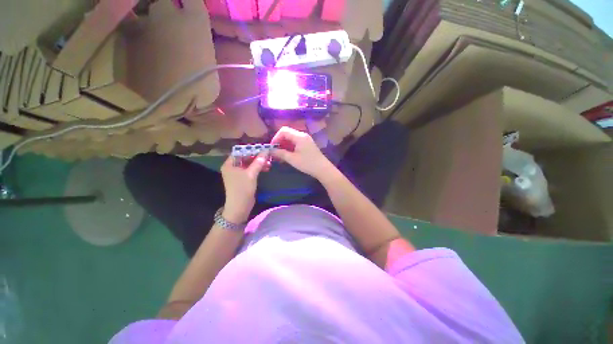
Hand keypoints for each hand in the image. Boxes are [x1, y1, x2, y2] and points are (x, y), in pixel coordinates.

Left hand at [221, 152, 269, 223]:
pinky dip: (258, 168)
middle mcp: (232, 167)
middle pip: (245, 157)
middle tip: (267, 155)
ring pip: (249, 164)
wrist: (239, 207)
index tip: (262, 148)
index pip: (240, 152)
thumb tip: (265, 151)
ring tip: (269, 162)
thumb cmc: (242, 189)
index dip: (251, 149)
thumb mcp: (251, 174)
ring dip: (259, 162)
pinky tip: (266, 167)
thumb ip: (258, 162)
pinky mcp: (243, 178)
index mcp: (229, 164)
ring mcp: (237, 173)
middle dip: (256, 156)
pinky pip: (251, 170)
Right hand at [270, 127, 333, 179]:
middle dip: (279, 142)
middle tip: (275, 152)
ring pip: (291, 138)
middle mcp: (302, 135)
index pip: (283, 131)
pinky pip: (296, 142)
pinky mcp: (307, 145)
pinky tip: (287, 155)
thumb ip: (280, 153)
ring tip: (280, 155)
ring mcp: (306, 139)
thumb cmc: (307, 163)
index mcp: (299, 136)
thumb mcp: (292, 159)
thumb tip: (270, 150)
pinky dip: (290, 147)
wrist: (323, 169)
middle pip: (287, 134)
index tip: (272, 147)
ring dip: (284, 145)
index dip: (276, 137)